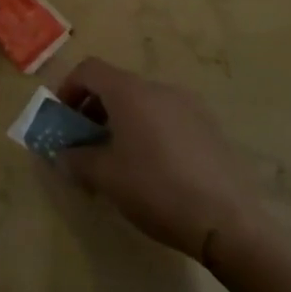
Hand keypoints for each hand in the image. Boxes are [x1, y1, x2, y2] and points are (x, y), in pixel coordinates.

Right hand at [55, 57, 258, 263]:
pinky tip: (155, 168)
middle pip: (117, 85)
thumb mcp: (105, 178)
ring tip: (120, 158)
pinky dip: (150, 130)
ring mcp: (190, 106)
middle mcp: (159, 88)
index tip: (63, 118)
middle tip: (86, 142)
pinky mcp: (210, 128)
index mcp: (130, 92)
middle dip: (95, 109)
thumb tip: (62, 155)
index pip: (90, 70)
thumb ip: (76, 160)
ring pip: (144, 102)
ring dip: (123, 120)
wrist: (228, 222)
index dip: (69, 88)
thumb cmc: (156, 190)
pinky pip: (168, 117)